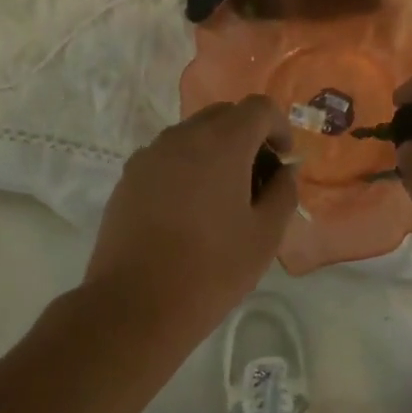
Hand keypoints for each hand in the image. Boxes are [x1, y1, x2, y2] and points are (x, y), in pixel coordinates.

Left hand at [84, 96, 296, 343]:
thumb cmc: (212, 270)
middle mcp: (181, 138)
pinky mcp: (127, 179)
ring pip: (191, 136)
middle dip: (247, 137)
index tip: (283, 162)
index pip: (258, 108)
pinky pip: (166, 158)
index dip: (279, 128)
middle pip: (222, 115)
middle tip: (258, 180)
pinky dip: (187, 168)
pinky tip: (189, 212)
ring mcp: (148, 156)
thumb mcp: (265, 236)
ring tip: (223, 200)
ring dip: (215, 152)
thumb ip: (283, 193)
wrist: (136, 304)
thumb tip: (284, 171)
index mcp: (221, 144)